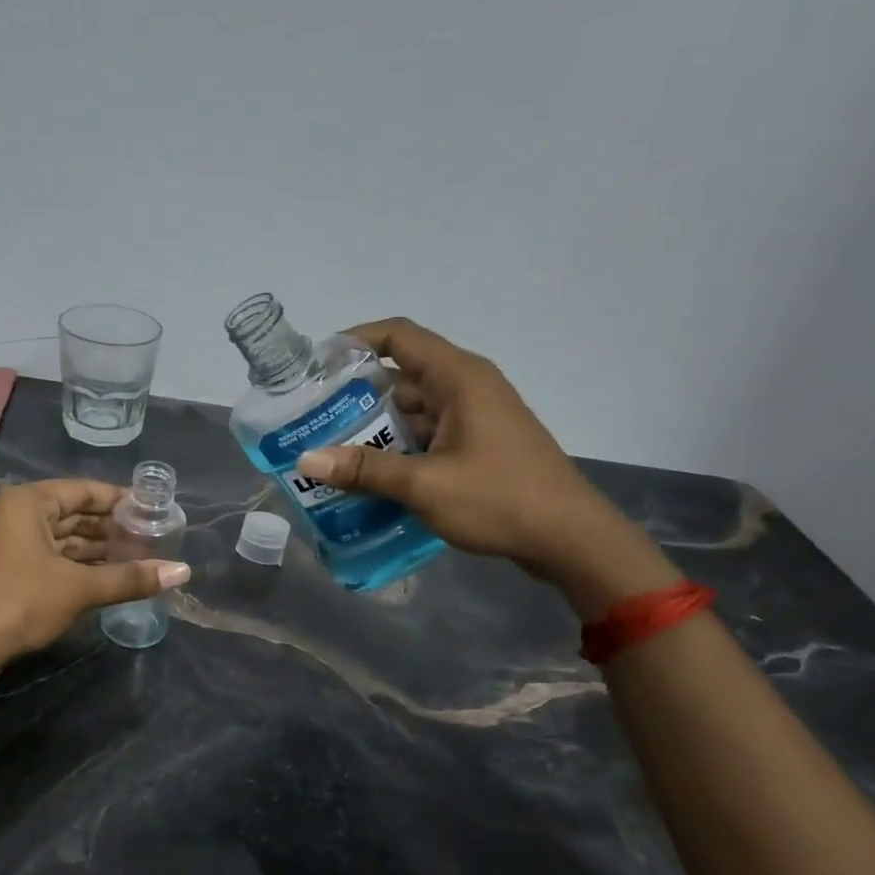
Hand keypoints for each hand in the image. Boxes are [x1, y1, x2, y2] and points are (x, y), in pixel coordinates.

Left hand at [0, 479, 190, 667]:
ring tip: (136, 558)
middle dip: (110, 528)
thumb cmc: (21, 602)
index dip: (120, 500)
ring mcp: (5, 541)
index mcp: (27, 502)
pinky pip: (47, 556)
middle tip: (150, 537)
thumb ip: (131, 577)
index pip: (83, 490)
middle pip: (72, 514)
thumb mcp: (80, 588)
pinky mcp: (3, 568)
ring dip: (95, 549)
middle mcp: (13, 513)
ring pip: (60, 538)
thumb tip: (183, 572)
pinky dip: (75, 564)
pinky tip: (105, 575)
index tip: (152, 509)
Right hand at [293, 319, 658, 599]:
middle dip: (356, 393)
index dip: (355, 340)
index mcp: (458, 377)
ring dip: (376, 425)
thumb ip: (365, 470)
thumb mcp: (424, 485)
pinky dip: (398, 446)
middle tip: (313, 416)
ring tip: (331, 447)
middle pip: (402, 374)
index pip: (398, 336)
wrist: (569, 538)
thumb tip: (305, 460)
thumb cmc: (499, 499)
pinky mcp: (479, 443)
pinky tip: (371, 473)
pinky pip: (428, 432)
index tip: (316, 363)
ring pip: (413, 407)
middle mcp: (467, 387)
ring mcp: (475, 416)